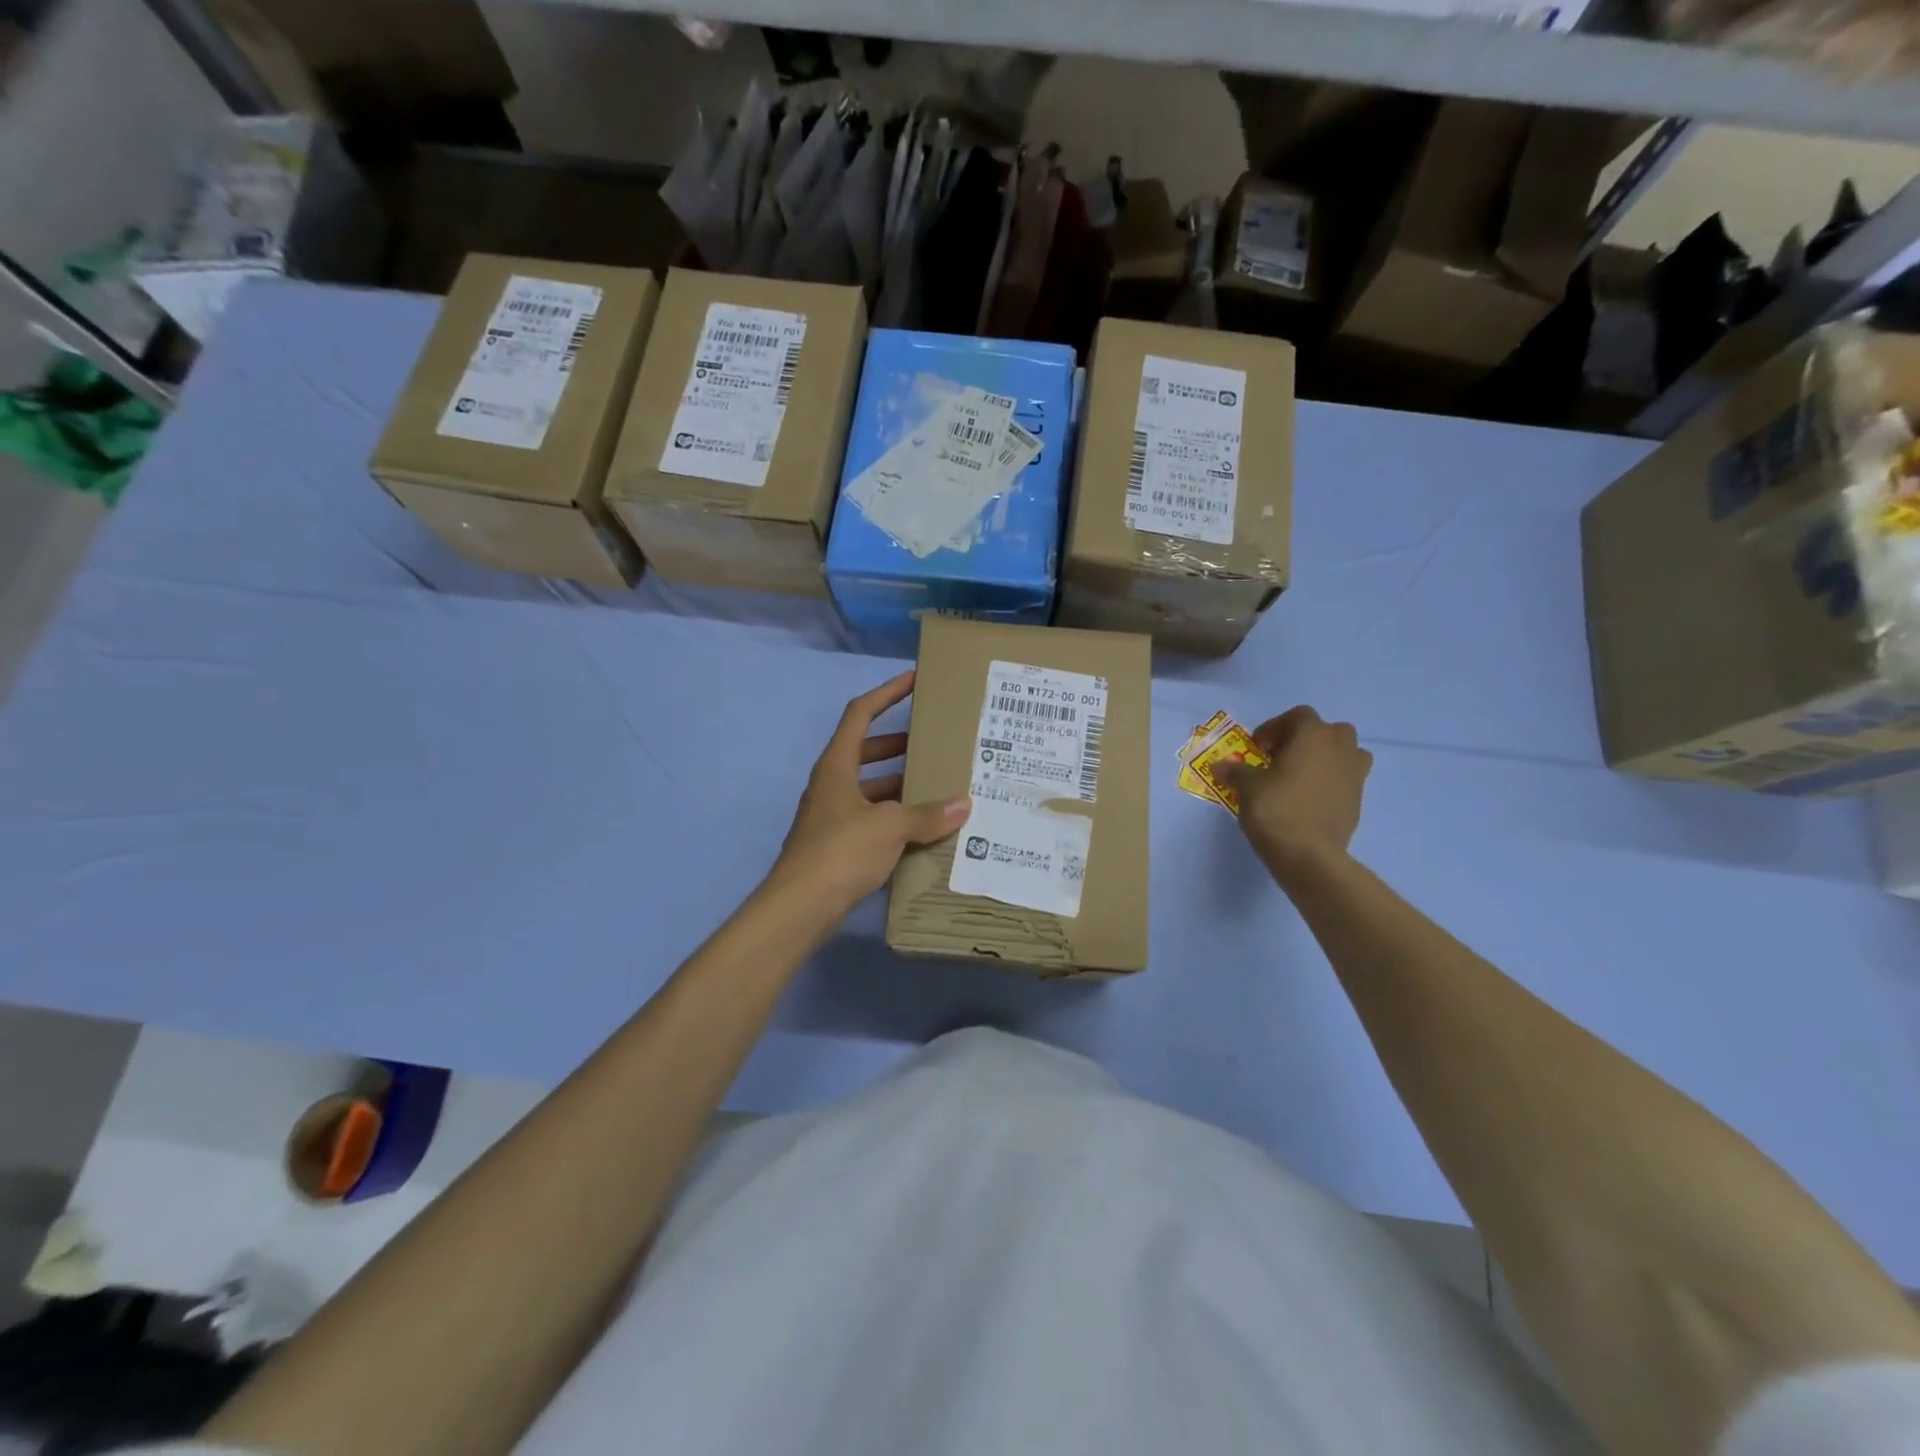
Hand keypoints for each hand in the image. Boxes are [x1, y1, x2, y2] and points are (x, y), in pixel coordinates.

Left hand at [770, 670, 969, 913]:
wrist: (799, 908)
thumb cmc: (840, 852)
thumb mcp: (889, 827)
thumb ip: (927, 814)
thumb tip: (963, 805)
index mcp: (837, 766)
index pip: (860, 714)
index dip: (887, 693)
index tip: (914, 680)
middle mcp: (832, 785)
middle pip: (868, 752)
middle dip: (901, 745)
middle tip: (936, 743)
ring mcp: (833, 817)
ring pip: (872, 790)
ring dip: (902, 787)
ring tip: (941, 789)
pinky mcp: (838, 847)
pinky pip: (873, 822)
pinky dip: (897, 821)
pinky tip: (925, 832)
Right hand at [1223, 706, 1371, 874]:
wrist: (1309, 855)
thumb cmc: (1276, 809)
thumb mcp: (1247, 787)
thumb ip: (1235, 771)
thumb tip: (1220, 766)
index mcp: (1313, 735)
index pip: (1298, 716)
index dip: (1275, 727)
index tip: (1258, 746)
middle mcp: (1340, 748)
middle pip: (1328, 730)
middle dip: (1306, 739)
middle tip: (1282, 757)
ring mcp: (1355, 775)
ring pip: (1346, 753)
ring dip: (1326, 758)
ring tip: (1300, 776)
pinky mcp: (1358, 801)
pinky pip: (1346, 780)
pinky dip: (1331, 782)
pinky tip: (1308, 800)